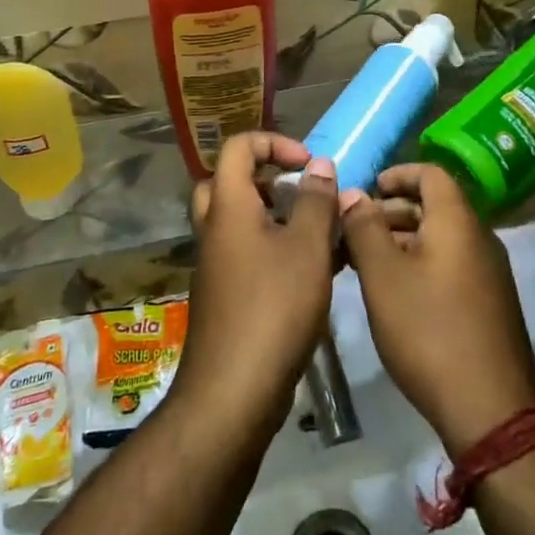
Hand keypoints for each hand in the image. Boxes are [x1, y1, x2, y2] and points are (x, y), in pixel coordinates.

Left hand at [178, 133, 340, 440]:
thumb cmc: (273, 307)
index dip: (274, 143)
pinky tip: (314, 270)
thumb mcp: (306, 247)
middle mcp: (215, 230)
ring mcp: (217, 265)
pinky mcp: (226, 295)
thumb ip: (315, 201)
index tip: (307, 163)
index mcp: (228, 207)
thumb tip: (319, 165)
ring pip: (242, 221)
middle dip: (269, 179)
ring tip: (318, 231)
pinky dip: (276, 249)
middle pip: (230, 183)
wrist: (234, 391)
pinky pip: (249, 254)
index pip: (238, 148)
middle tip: (300, 193)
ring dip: (277, 216)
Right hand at [340, 163, 534, 454]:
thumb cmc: (429, 331)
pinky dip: (421, 262)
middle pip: (435, 205)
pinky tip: (394, 290)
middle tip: (354, 229)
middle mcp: (480, 238)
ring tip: (364, 261)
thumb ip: (364, 228)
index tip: (367, 188)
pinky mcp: (489, 302)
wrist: (490, 409)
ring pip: (441, 237)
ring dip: (403, 239)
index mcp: (458, 222)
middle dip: (392, 210)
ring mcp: (489, 272)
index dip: (397, 174)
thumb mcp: (384, 276)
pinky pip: (451, 263)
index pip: (431, 174)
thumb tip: (353, 193)